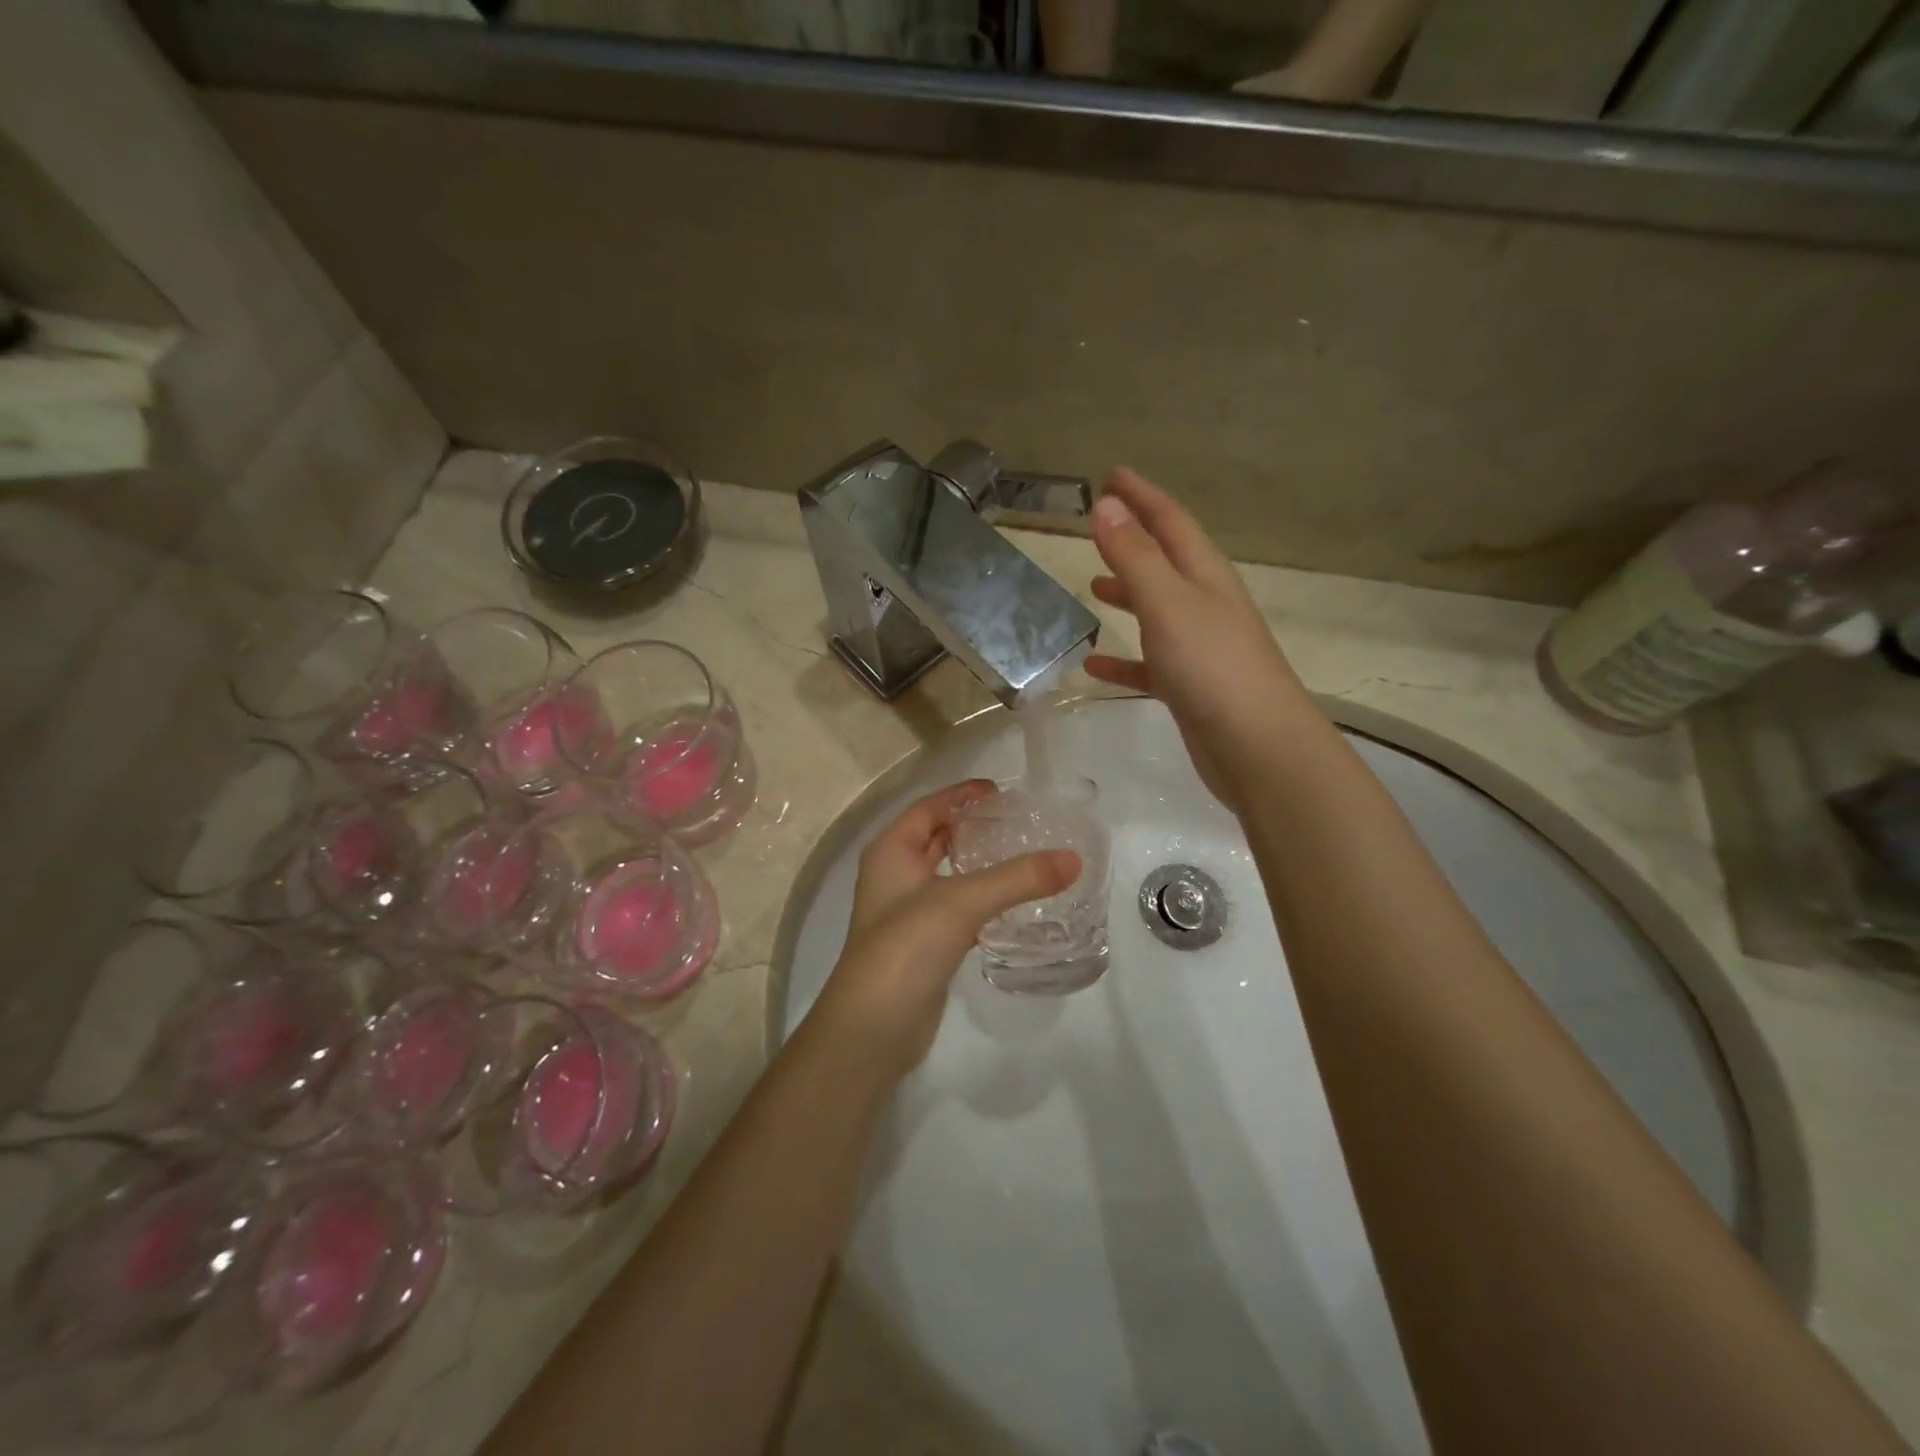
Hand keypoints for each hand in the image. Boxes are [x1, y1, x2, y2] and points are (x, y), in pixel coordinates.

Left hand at [810, 781, 1080, 1076]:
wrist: (873, 1029)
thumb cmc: (905, 948)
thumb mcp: (961, 903)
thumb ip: (1017, 878)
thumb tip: (1072, 859)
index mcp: (891, 851)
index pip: (929, 808)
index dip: (963, 795)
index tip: (1003, 791)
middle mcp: (895, 875)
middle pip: (938, 837)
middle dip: (974, 827)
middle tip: (1022, 822)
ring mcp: (908, 912)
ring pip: (949, 874)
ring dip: (981, 864)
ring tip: (1026, 856)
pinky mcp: (925, 943)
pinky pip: (957, 908)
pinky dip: (982, 899)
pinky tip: (1014, 904)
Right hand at [1085, 468, 1319, 814]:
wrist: (1256, 746)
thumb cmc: (1212, 666)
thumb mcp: (1168, 604)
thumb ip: (1135, 556)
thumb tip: (1106, 506)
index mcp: (1204, 575)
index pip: (1170, 521)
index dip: (1141, 496)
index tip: (1112, 476)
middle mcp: (1205, 604)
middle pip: (1165, 560)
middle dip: (1134, 539)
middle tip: (1099, 524)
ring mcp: (1199, 646)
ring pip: (1156, 609)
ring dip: (1128, 593)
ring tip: (1093, 586)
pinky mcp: (1189, 686)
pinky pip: (1148, 663)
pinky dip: (1122, 658)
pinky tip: (1093, 664)